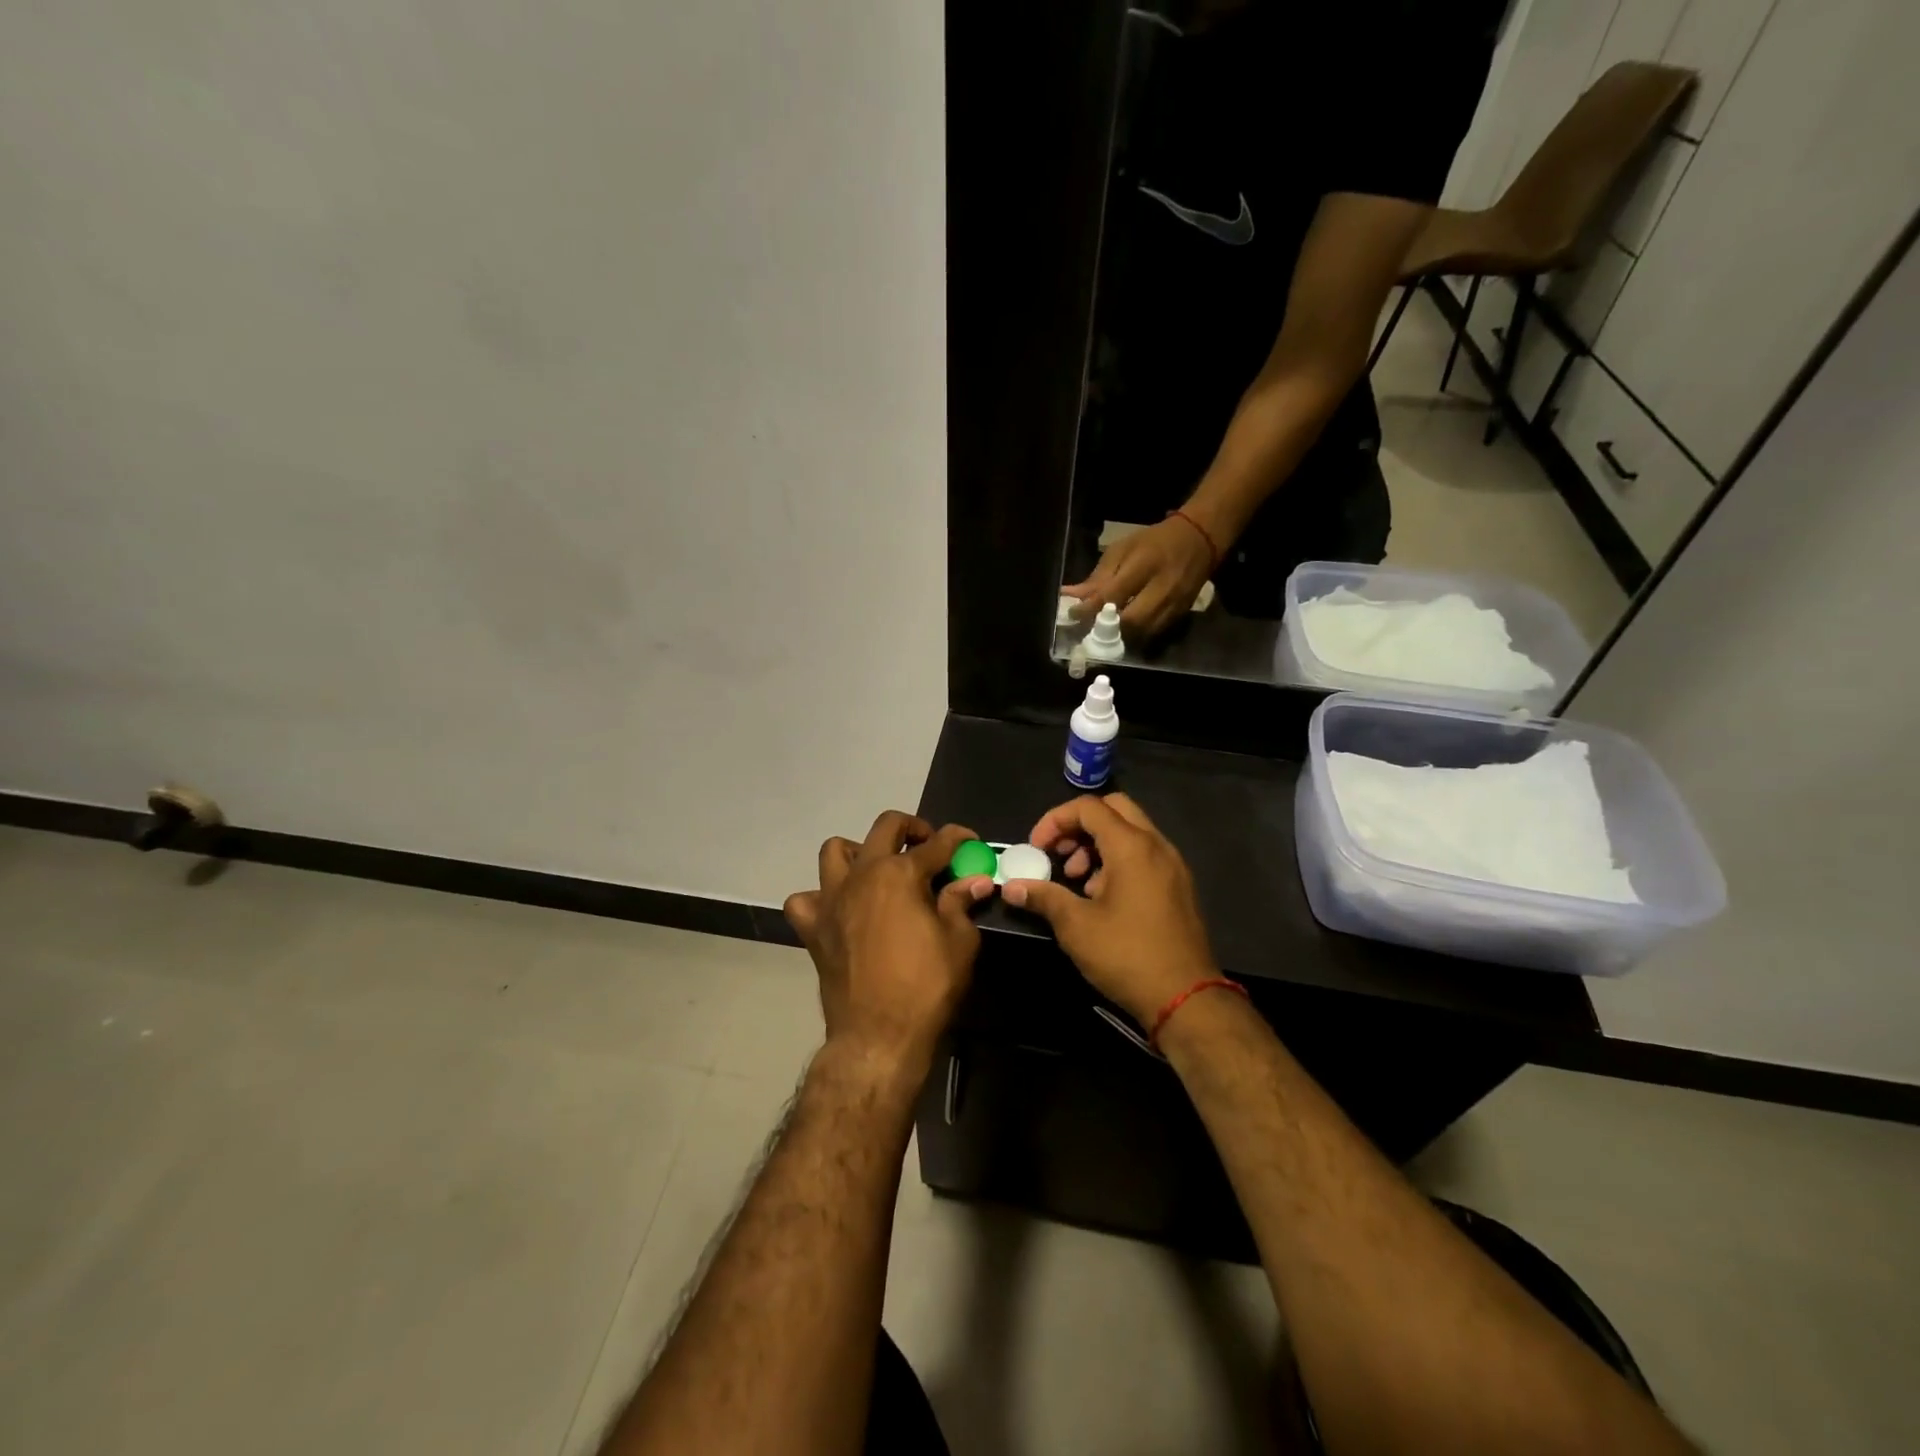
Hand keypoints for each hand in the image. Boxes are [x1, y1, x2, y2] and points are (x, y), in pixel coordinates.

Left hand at [783, 812, 994, 1068]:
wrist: (878, 1035)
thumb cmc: (926, 986)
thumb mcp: (960, 942)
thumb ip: (961, 903)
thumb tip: (975, 880)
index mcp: (901, 873)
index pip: (937, 843)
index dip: (959, 839)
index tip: (970, 842)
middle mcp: (863, 874)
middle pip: (886, 827)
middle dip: (912, 828)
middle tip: (927, 847)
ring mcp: (832, 898)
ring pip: (836, 851)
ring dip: (859, 851)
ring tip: (878, 870)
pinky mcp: (813, 927)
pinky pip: (805, 899)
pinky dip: (820, 898)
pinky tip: (840, 909)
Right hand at [1000, 794, 1215, 1025]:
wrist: (1186, 998)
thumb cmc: (1127, 955)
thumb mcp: (1076, 926)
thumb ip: (1043, 897)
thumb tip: (1010, 887)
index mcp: (1132, 846)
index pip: (1088, 807)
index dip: (1055, 820)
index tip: (1036, 848)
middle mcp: (1157, 845)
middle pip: (1114, 810)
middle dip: (1079, 826)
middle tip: (1059, 855)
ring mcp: (1173, 865)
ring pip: (1131, 832)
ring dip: (1098, 845)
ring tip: (1078, 882)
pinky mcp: (1179, 886)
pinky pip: (1145, 855)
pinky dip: (1118, 861)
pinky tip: (1102, 898)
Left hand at [1062, 516, 1213, 642]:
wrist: (1200, 540)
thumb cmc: (1154, 542)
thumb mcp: (1122, 549)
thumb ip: (1098, 577)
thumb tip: (1069, 596)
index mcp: (1145, 563)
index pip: (1113, 594)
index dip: (1090, 609)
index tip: (1073, 615)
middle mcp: (1163, 586)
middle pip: (1131, 620)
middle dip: (1107, 628)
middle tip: (1089, 629)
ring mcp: (1175, 603)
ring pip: (1143, 633)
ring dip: (1121, 637)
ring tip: (1104, 633)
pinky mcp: (1181, 615)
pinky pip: (1154, 634)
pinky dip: (1136, 636)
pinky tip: (1124, 632)